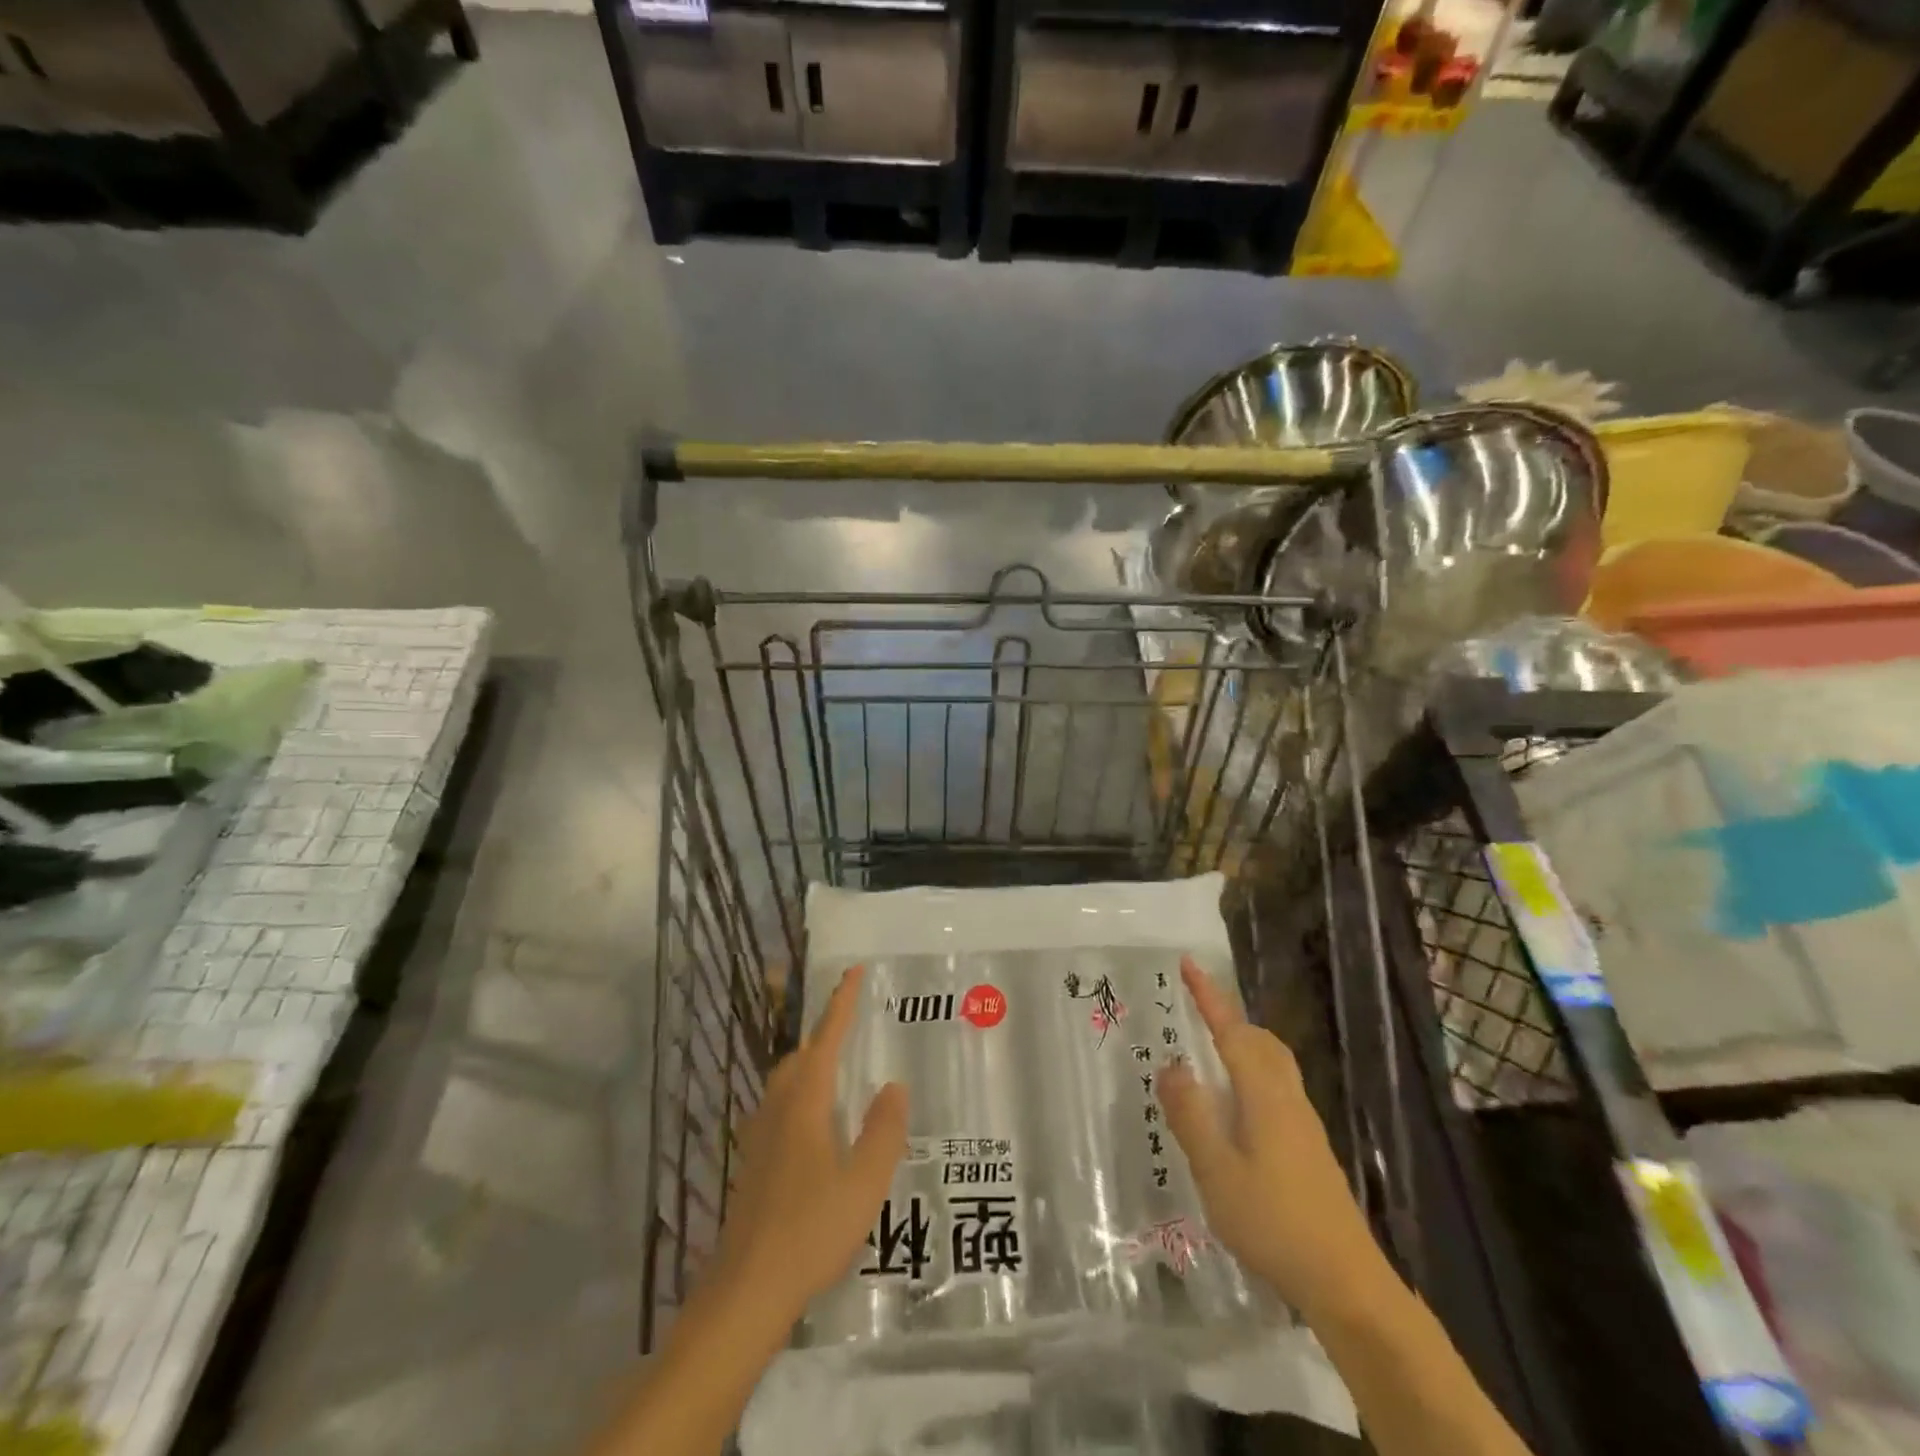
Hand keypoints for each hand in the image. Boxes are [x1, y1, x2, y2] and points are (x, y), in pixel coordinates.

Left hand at [707, 965, 907, 1321]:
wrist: (745, 1292)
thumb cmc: (810, 1232)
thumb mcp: (864, 1184)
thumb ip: (883, 1131)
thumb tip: (893, 1085)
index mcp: (804, 1105)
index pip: (825, 1040)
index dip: (840, 1004)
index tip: (853, 971)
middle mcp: (776, 1111)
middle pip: (799, 1058)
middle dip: (824, 1035)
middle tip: (851, 1026)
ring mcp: (758, 1138)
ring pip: (784, 1084)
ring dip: (810, 1065)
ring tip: (837, 1071)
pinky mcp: (751, 1165)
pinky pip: (777, 1109)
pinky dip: (799, 1097)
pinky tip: (813, 1127)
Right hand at [1160, 956, 1386, 1318]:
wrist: (1346, 1282)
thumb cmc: (1274, 1222)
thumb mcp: (1216, 1170)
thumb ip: (1191, 1115)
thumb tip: (1172, 1065)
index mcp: (1263, 1094)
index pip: (1232, 1030)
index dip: (1209, 996)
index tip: (1189, 962)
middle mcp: (1287, 1098)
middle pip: (1260, 1040)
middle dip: (1228, 1018)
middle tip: (1195, 1013)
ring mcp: (1304, 1124)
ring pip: (1272, 1065)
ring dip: (1241, 1046)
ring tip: (1208, 1056)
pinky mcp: (1309, 1149)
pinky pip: (1276, 1089)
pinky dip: (1250, 1076)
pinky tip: (1234, 1111)